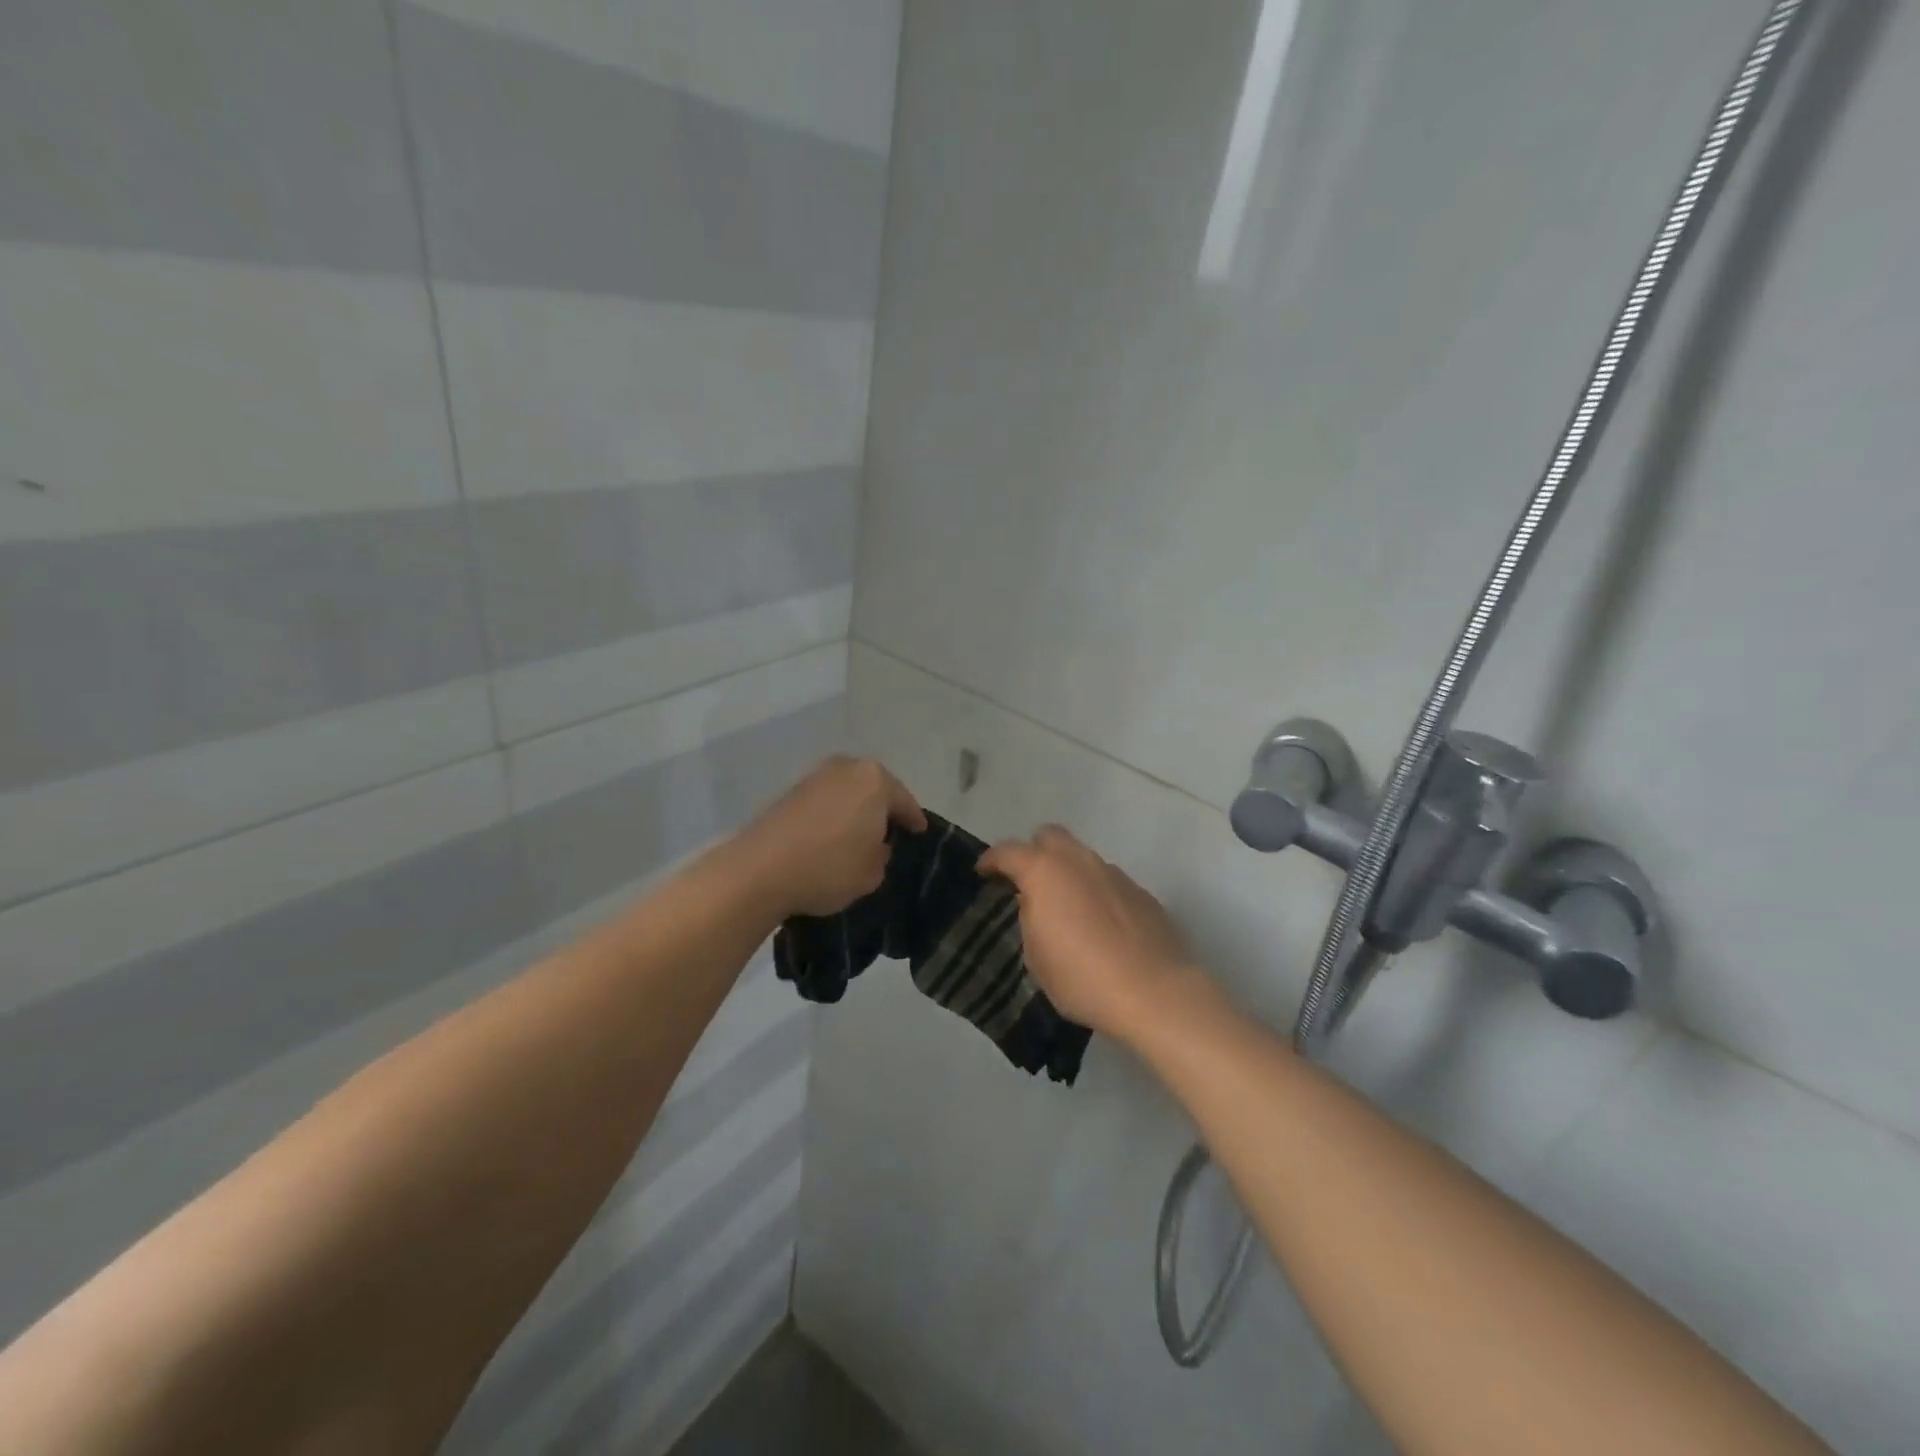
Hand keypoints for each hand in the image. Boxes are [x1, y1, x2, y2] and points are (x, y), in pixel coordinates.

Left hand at [738, 756, 927, 918]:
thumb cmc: (829, 867)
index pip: (904, 801)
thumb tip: (875, 844)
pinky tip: (831, 834)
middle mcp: (846, 768)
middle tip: (890, 830)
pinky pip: (824, 801)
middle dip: (882, 807)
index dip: (914, 820)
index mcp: (875, 780)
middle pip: (874, 788)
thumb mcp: (872, 872)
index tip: (920, 832)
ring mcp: (815, 776)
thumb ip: (882, 854)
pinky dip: (832, 814)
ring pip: (847, 792)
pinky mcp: (789, 791)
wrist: (761, 869)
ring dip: (855, 809)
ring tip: (859, 834)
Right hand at [978, 825, 1200, 1041]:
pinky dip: (1095, 891)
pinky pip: (1107, 880)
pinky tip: (1099, 924)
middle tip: (1027, 881)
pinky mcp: (1140, 892)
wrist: (1154, 992)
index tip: (984, 872)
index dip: (992, 860)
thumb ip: (1030, 918)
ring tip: (1066, 907)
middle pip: (1049, 836)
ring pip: (1082, 857)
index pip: (1009, 851)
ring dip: (1068, 872)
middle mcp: (1079, 861)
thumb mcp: (1036, 956)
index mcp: (1045, 872)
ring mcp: (1114, 873)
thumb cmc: (1081, 977)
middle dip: (1034, 851)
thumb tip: (1037, 903)